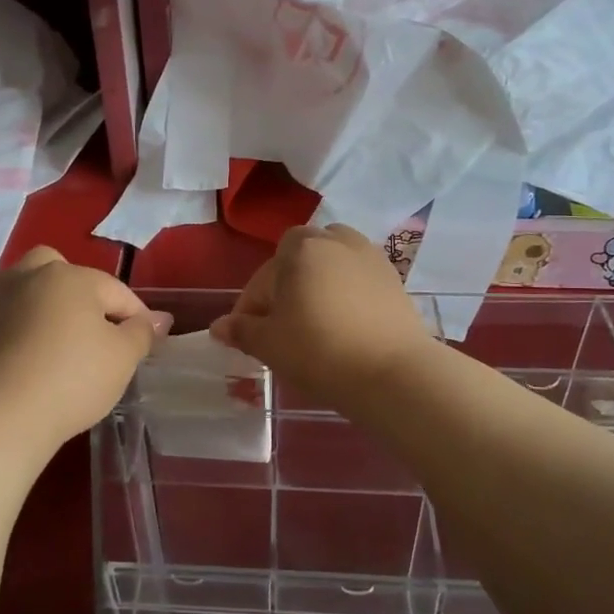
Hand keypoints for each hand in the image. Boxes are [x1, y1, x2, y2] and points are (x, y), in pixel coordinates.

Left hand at [0, 248, 167, 447]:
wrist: (3, 415)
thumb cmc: (73, 378)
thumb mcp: (123, 356)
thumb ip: (142, 332)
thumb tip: (158, 319)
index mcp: (71, 275)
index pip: (116, 290)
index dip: (138, 316)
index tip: (149, 343)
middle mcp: (31, 275)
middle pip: (65, 273)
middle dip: (85, 294)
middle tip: (100, 329)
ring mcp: (0, 300)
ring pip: (34, 290)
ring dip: (53, 307)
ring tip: (70, 342)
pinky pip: (15, 316)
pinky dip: (30, 327)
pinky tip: (42, 356)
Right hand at [211, 225, 435, 412]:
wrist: (392, 373)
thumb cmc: (319, 351)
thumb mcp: (269, 344)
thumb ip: (242, 330)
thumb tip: (219, 327)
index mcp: (300, 248)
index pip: (263, 276)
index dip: (252, 307)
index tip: (250, 335)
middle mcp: (336, 241)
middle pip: (299, 261)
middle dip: (286, 288)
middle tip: (283, 326)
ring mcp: (369, 257)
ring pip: (331, 265)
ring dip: (318, 285)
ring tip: (314, 322)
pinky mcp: (393, 278)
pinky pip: (357, 279)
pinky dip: (346, 294)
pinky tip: (345, 326)